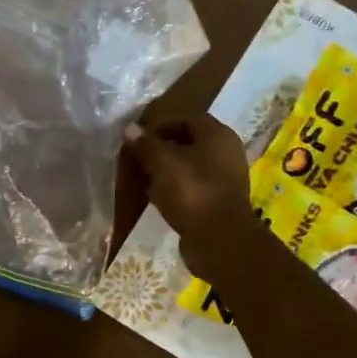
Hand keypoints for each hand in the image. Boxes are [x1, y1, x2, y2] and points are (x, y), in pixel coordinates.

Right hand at [126, 115, 260, 273]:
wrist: (219, 239)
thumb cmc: (191, 191)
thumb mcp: (162, 163)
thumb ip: (145, 144)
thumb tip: (130, 129)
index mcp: (217, 135)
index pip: (186, 118)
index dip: (160, 124)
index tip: (137, 137)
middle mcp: (226, 152)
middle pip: (189, 141)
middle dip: (162, 148)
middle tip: (138, 157)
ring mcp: (226, 178)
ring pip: (190, 165)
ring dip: (167, 169)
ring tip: (143, 177)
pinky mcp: (220, 201)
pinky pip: (193, 186)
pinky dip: (175, 188)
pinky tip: (157, 197)